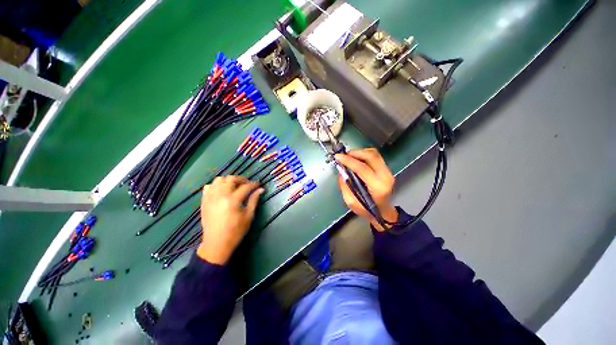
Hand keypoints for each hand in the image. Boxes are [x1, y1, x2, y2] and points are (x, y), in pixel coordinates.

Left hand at [197, 176, 263, 264]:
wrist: (216, 244)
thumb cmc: (235, 232)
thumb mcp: (248, 216)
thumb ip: (254, 200)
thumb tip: (260, 189)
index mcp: (233, 200)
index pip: (246, 186)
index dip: (254, 184)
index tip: (259, 184)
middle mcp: (220, 196)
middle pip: (231, 179)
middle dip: (241, 179)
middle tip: (247, 184)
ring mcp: (210, 198)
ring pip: (218, 180)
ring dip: (228, 181)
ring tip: (235, 187)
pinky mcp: (204, 201)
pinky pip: (209, 187)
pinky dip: (216, 186)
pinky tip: (222, 191)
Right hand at [335, 148, 397, 230]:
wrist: (383, 212)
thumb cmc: (366, 210)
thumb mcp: (351, 202)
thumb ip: (345, 185)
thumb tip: (341, 170)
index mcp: (378, 187)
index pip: (363, 168)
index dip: (349, 161)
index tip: (338, 157)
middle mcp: (385, 177)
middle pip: (372, 156)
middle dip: (355, 152)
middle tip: (344, 155)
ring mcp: (388, 172)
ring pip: (374, 154)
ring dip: (359, 152)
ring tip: (348, 156)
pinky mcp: (386, 169)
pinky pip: (375, 157)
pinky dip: (364, 154)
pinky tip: (356, 158)